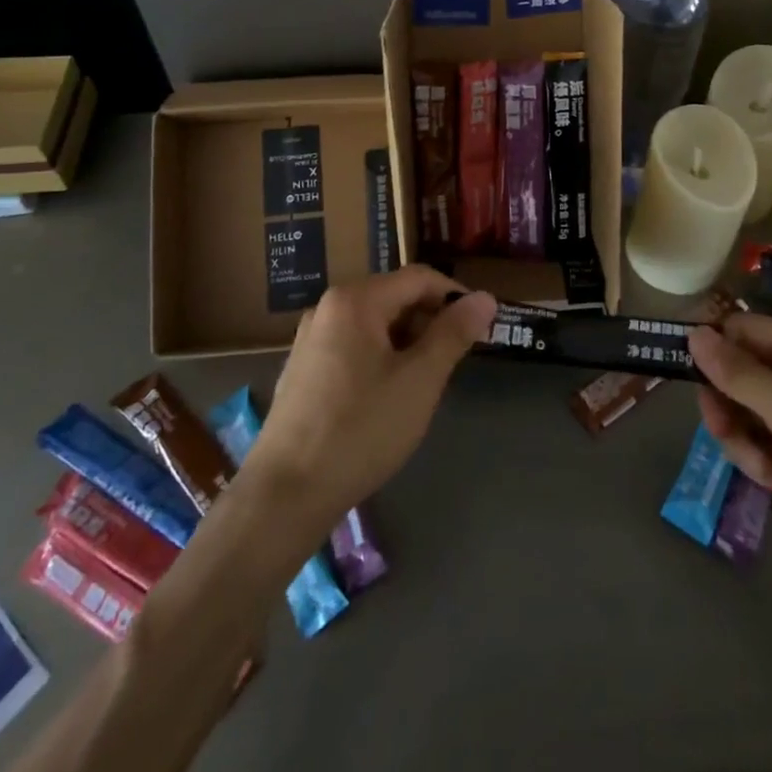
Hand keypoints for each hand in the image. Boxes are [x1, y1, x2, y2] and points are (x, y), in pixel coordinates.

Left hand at [250, 268, 496, 523]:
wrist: (285, 494)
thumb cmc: (361, 429)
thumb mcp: (419, 380)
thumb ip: (453, 333)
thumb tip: (485, 297)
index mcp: (355, 299)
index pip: (419, 278)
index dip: (456, 296)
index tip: (481, 327)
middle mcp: (328, 307)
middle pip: (394, 297)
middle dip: (430, 322)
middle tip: (454, 361)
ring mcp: (311, 338)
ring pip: (375, 324)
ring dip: (407, 342)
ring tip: (424, 382)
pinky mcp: (303, 368)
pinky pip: (353, 346)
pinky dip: (381, 358)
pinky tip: (387, 397)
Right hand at [689, 312, 771, 576]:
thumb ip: (738, 373)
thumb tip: (693, 333)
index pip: (738, 329)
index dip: (710, 349)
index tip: (681, 374)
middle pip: (734, 372)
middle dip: (724, 403)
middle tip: (724, 427)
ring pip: (741, 412)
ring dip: (741, 438)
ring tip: (762, 462)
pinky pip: (759, 444)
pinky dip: (761, 461)